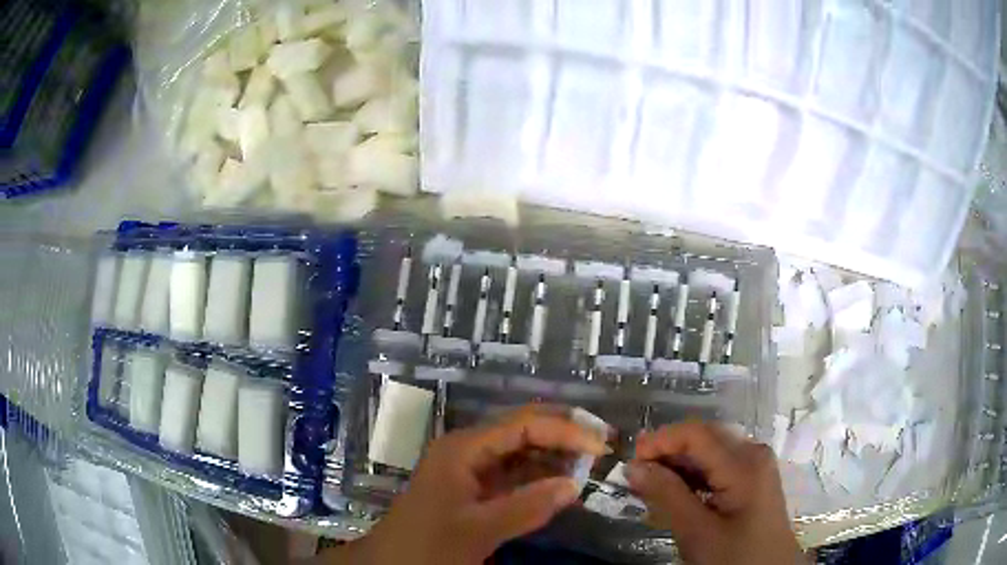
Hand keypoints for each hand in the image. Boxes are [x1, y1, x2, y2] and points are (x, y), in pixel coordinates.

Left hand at [348, 405, 607, 564]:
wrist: (393, 563)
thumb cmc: (428, 544)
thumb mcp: (478, 530)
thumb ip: (527, 507)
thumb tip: (576, 485)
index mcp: (464, 448)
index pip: (524, 424)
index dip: (565, 430)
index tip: (601, 446)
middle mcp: (468, 449)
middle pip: (522, 430)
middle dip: (563, 434)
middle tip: (602, 445)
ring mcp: (470, 468)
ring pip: (519, 451)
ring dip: (553, 455)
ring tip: (589, 463)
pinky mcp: (473, 488)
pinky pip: (513, 474)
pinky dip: (539, 477)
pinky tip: (561, 483)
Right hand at [627, 422, 802, 564]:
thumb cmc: (735, 557)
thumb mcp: (697, 531)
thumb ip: (666, 495)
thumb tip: (634, 466)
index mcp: (744, 463)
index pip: (696, 433)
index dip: (660, 440)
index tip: (629, 461)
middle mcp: (753, 454)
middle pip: (704, 438)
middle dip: (667, 452)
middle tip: (636, 475)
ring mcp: (756, 465)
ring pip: (710, 451)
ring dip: (679, 465)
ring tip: (650, 485)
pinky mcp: (754, 479)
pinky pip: (719, 466)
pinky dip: (694, 476)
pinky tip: (677, 492)